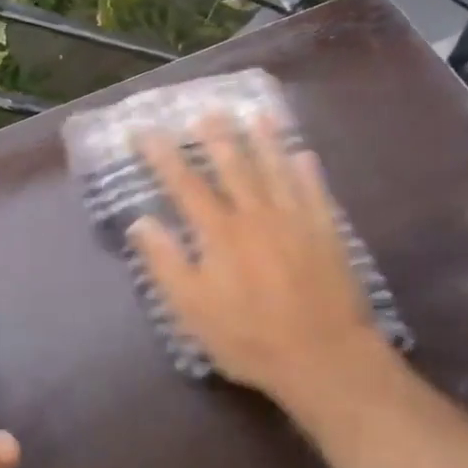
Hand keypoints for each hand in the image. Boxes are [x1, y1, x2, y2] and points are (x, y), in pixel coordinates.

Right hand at [127, 112, 388, 416]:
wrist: (325, 358)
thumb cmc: (249, 337)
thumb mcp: (192, 310)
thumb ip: (165, 263)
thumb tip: (140, 222)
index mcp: (220, 232)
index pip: (184, 184)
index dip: (162, 155)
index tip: (145, 131)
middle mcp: (256, 215)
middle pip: (234, 166)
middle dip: (217, 136)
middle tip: (207, 109)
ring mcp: (296, 221)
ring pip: (276, 170)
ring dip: (265, 140)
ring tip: (257, 114)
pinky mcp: (327, 234)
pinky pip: (316, 193)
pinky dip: (309, 172)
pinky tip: (304, 155)